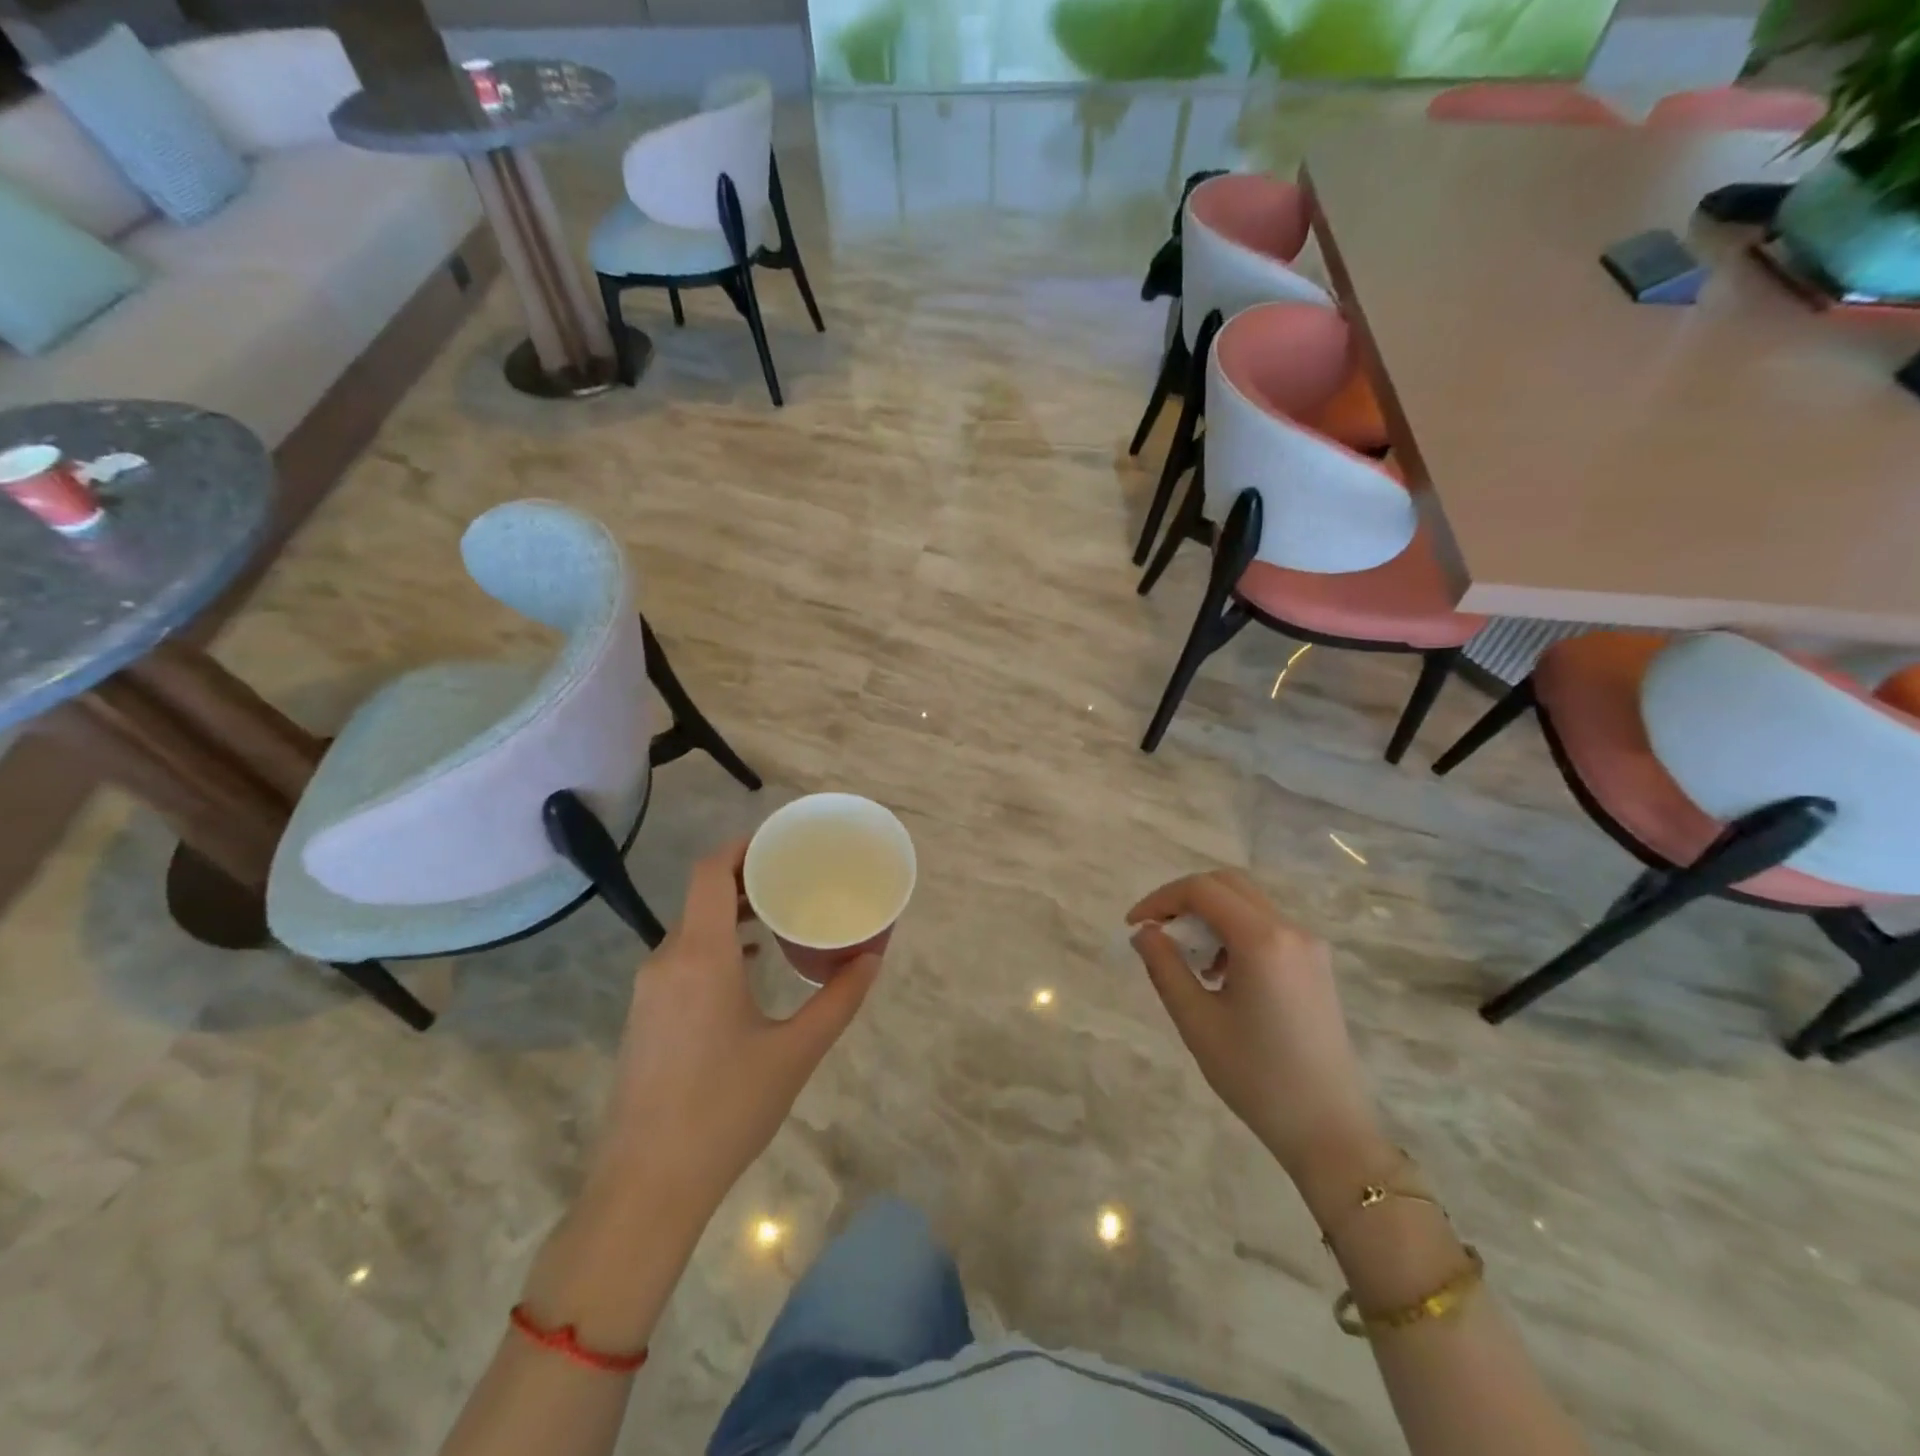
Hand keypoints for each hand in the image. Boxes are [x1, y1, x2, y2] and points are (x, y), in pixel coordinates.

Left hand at [587, 839, 880, 1227]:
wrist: (645, 1188)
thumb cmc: (725, 1110)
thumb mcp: (795, 1052)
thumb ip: (838, 999)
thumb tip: (872, 958)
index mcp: (700, 956)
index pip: (710, 872)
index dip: (742, 846)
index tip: (780, 840)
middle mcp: (667, 961)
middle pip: (702, 896)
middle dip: (746, 878)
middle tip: (795, 876)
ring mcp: (650, 991)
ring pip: (691, 929)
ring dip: (731, 913)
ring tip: (778, 916)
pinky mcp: (646, 1018)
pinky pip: (683, 959)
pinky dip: (717, 945)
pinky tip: (749, 966)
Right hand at [1128, 870, 1389, 1205]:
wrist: (1330, 1131)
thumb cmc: (1256, 1077)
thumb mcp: (1197, 1021)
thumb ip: (1165, 967)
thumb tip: (1145, 932)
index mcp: (1263, 940)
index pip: (1202, 890)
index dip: (1161, 899)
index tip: (1135, 926)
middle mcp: (1291, 930)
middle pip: (1228, 885)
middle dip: (1185, 899)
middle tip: (1157, 932)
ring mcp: (1310, 946)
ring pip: (1248, 903)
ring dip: (1210, 916)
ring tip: (1189, 961)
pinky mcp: (1316, 965)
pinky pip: (1267, 927)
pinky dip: (1234, 932)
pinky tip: (1221, 975)